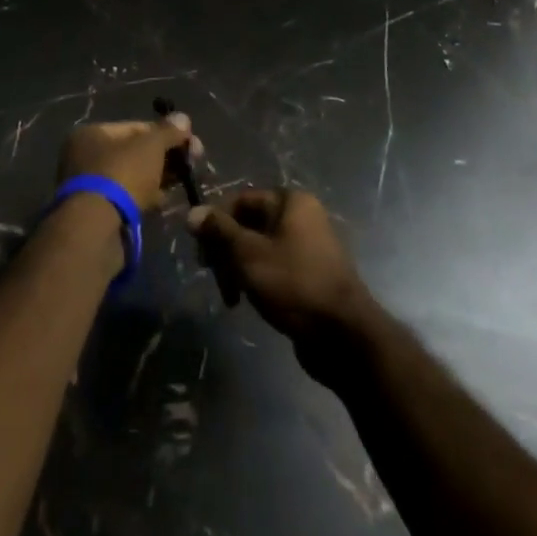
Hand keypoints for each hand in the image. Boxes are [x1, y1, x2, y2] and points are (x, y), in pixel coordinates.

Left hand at [58, 113, 201, 216]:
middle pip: (134, 152)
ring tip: (183, 183)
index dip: (165, 132)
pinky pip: (129, 198)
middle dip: (164, 157)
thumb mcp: (150, 145)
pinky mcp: (98, 212)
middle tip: (191, 163)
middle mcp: (85, 156)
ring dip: (158, 178)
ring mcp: (90, 187)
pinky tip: (166, 201)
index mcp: (91, 134)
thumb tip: (183, 118)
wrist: (97, 228)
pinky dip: (147, 197)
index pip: (135, 127)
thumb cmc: (122, 173)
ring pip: (133, 176)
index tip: (190, 143)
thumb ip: (168, 131)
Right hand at [187, 189, 376, 372]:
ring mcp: (308, 246)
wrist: (343, 335)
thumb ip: (219, 230)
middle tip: (212, 276)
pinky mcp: (309, 273)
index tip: (201, 253)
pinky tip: (247, 300)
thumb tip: (193, 212)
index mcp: (290, 202)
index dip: (216, 223)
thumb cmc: (293, 284)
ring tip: (231, 296)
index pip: (240, 200)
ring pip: (259, 248)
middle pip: (248, 224)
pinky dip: (257, 279)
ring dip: (238, 268)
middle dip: (226, 250)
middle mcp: (301, 216)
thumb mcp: (248, 253)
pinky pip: (274, 266)